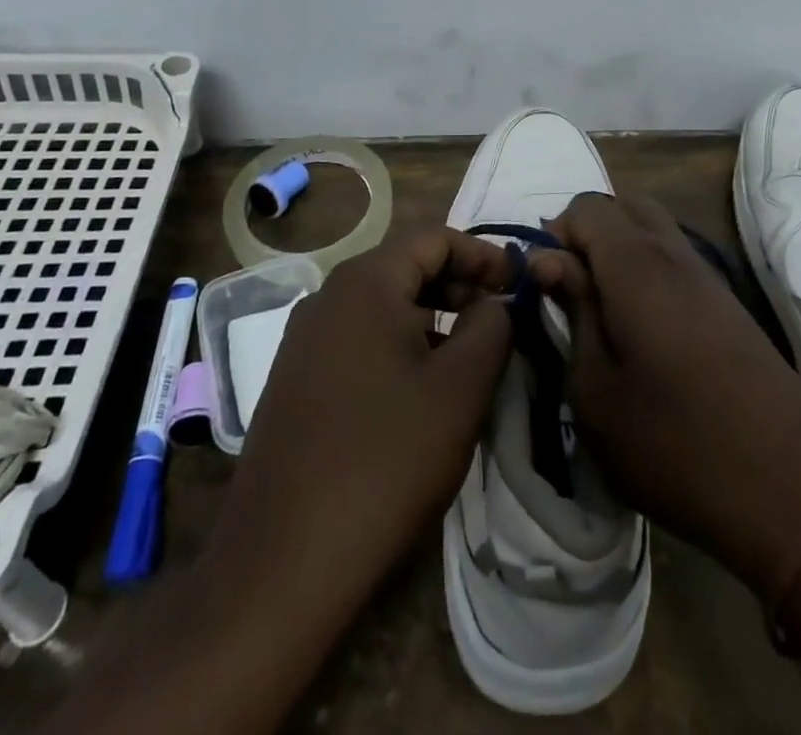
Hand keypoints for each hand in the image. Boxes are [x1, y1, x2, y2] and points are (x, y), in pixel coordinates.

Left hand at [43, 230, 516, 734]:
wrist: (282, 562)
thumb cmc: (386, 460)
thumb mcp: (460, 388)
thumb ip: (491, 327)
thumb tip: (496, 302)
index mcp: (365, 283)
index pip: (433, 238)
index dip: (482, 254)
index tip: (518, 284)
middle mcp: (327, 297)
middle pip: (405, 266)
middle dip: (458, 283)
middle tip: (498, 318)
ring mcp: (303, 339)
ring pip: (382, 305)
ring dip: (431, 315)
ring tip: (467, 353)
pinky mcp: (295, 379)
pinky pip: (358, 338)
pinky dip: (398, 343)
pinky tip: (419, 387)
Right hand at [530, 194, 800, 602]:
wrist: (791, 493)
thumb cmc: (673, 445)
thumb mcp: (595, 390)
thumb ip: (572, 311)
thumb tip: (550, 260)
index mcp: (636, 264)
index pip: (586, 205)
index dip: (556, 235)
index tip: (547, 288)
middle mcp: (676, 253)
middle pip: (625, 204)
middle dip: (589, 232)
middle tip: (574, 290)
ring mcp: (710, 276)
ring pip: (655, 229)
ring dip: (621, 251)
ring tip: (605, 313)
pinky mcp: (730, 304)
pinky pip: (678, 259)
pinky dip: (650, 271)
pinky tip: (645, 330)